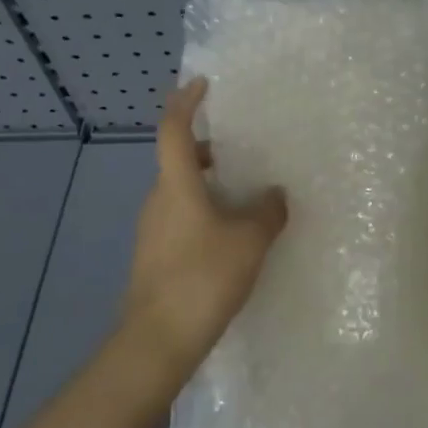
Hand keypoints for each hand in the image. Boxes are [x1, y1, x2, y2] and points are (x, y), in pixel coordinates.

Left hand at [121, 79, 287, 380]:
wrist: (156, 343)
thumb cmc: (202, 279)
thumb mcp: (249, 241)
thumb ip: (267, 211)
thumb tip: (275, 194)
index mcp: (176, 185)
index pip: (173, 130)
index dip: (185, 102)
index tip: (201, 83)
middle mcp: (158, 200)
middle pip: (178, 160)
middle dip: (207, 149)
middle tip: (241, 147)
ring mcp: (152, 231)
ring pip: (180, 192)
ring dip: (208, 184)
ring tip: (245, 193)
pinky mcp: (154, 258)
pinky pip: (181, 218)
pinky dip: (204, 212)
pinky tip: (231, 234)